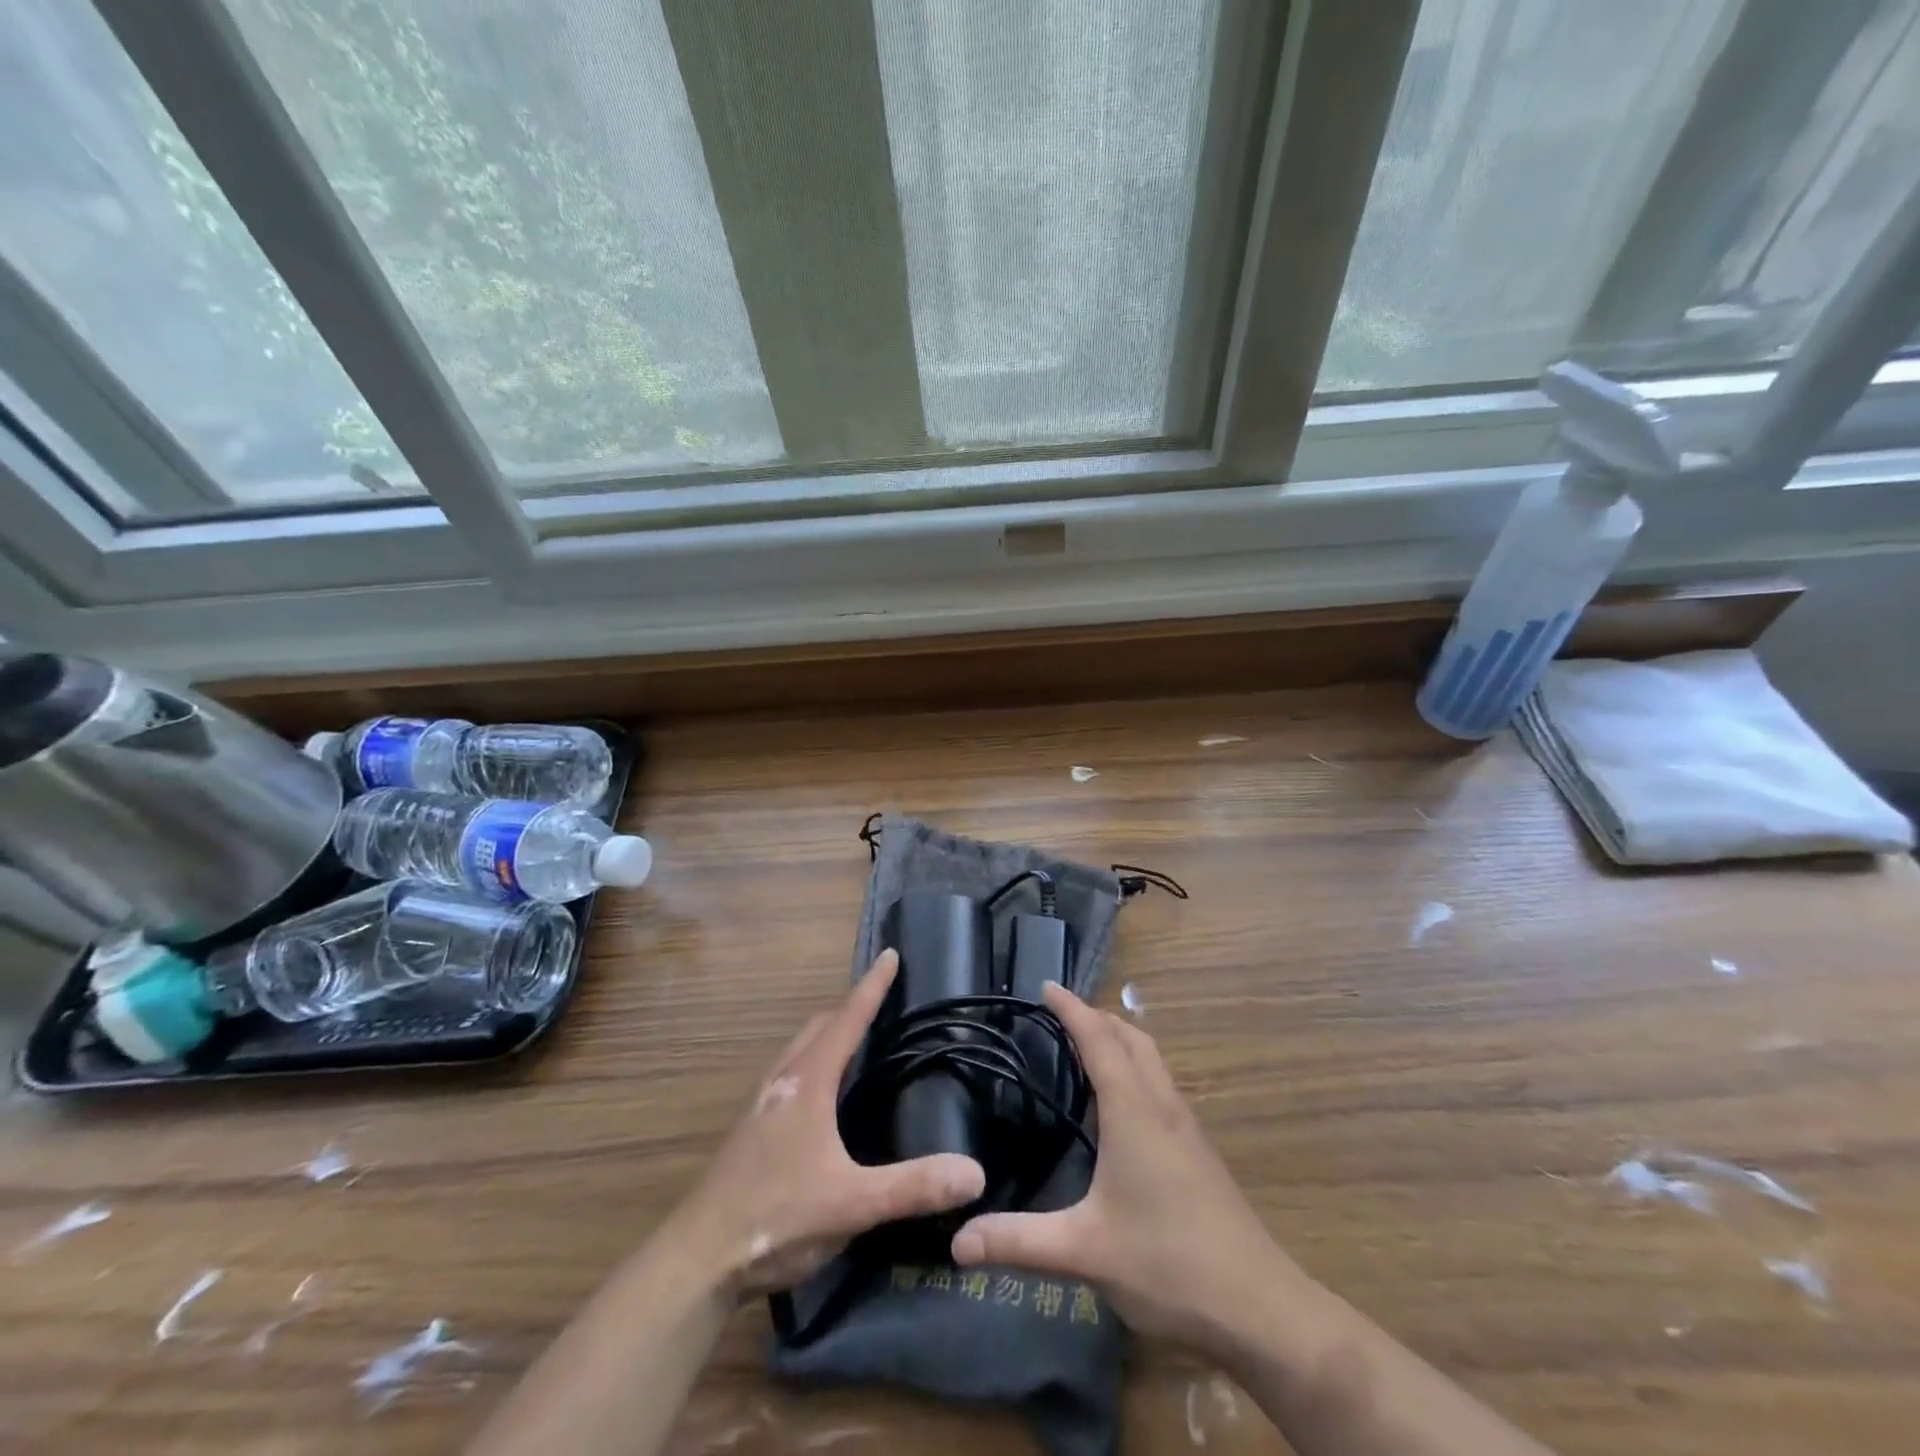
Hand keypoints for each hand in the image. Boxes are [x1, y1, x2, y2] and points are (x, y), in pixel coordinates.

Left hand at [668, 949, 985, 1298]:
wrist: (696, 1260)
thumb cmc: (776, 1217)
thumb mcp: (852, 1204)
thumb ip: (913, 1187)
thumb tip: (975, 1172)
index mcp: (807, 1082)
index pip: (847, 1019)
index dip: (871, 986)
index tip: (890, 954)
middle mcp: (782, 1082)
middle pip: (818, 1028)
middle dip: (849, 1009)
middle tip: (880, 1007)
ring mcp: (760, 1107)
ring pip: (798, 1052)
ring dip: (826, 1037)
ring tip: (855, 1048)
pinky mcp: (750, 1132)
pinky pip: (788, 1077)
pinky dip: (812, 1066)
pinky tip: (822, 1104)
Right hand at [950, 983, 1293, 1352]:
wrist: (1260, 1306)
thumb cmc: (1169, 1263)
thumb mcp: (1085, 1251)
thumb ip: (1019, 1242)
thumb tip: (958, 1241)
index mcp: (1133, 1110)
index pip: (1098, 1039)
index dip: (1071, 1009)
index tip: (1046, 986)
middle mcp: (1161, 1105)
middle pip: (1131, 1037)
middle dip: (1096, 1016)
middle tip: (1060, 1015)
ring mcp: (1186, 1127)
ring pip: (1151, 1059)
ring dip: (1120, 1039)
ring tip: (1087, 1046)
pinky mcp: (1198, 1150)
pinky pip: (1161, 1085)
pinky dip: (1135, 1068)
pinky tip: (1122, 1105)